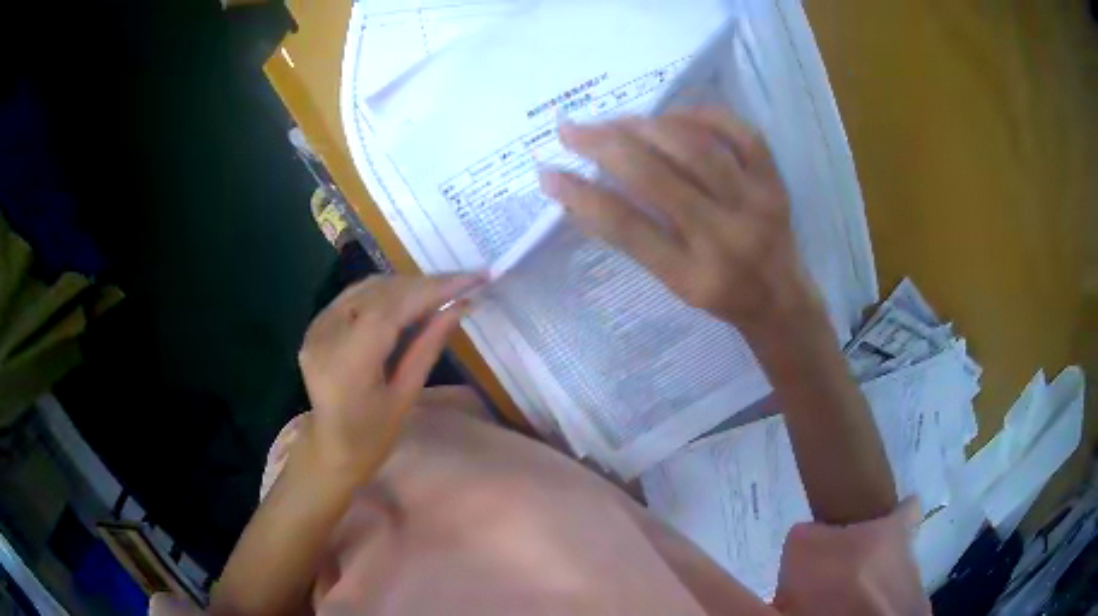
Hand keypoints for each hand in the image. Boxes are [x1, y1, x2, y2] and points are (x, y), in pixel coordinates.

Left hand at [297, 275, 481, 478]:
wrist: (331, 449)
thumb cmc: (372, 436)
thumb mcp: (405, 396)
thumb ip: (428, 346)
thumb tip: (460, 307)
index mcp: (348, 362)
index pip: (393, 308)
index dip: (433, 289)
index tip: (472, 279)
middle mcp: (326, 335)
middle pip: (380, 292)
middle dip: (424, 284)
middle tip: (464, 283)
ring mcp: (316, 327)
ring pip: (367, 288)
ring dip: (406, 286)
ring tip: (441, 291)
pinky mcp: (316, 326)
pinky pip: (354, 297)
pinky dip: (385, 293)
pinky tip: (408, 299)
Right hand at [539, 108, 818, 335]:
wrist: (782, 299)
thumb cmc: (720, 296)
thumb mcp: (672, 283)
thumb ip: (635, 239)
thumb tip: (584, 191)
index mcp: (692, 276)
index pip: (626, 227)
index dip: (580, 195)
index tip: (548, 172)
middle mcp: (725, 238)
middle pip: (656, 178)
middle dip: (604, 146)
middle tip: (572, 130)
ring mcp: (756, 205)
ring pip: (696, 149)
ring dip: (647, 126)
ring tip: (617, 122)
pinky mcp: (775, 182)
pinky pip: (740, 133)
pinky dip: (703, 115)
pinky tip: (673, 115)